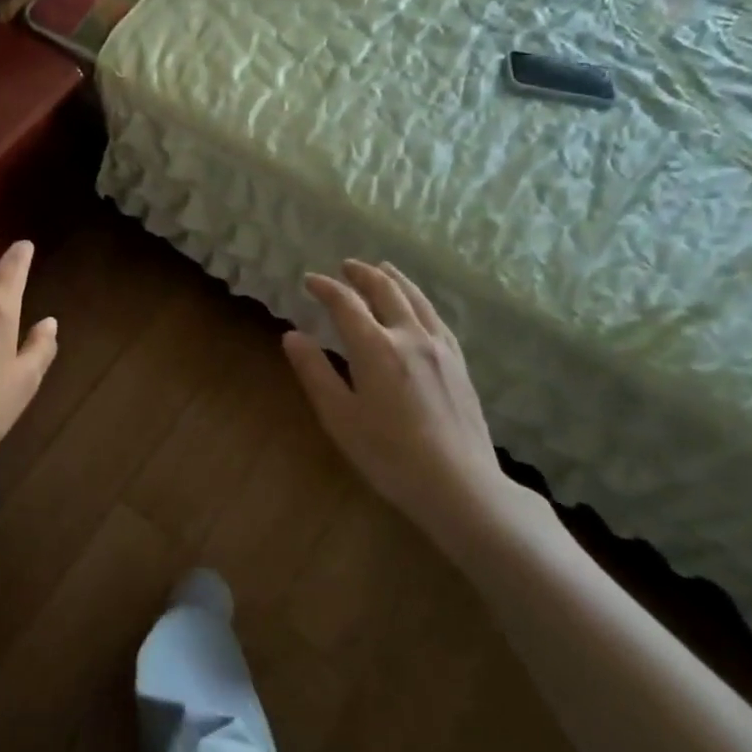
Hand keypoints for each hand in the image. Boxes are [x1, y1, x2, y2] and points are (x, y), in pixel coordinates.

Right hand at [283, 260, 557, 562]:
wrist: (459, 484)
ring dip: (395, 279)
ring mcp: (440, 348)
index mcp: (376, 348)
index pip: (346, 303)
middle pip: (386, 291)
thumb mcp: (340, 417)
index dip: (326, 288)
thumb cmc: (388, 454)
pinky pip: (436, 317)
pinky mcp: (459, 363)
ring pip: (417, 299)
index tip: (309, 280)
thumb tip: (292, 335)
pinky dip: (420, 300)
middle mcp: (410, 337)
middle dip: (362, 274)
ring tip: (382, 269)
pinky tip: (418, 307)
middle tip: (345, 266)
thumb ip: (315, 372)